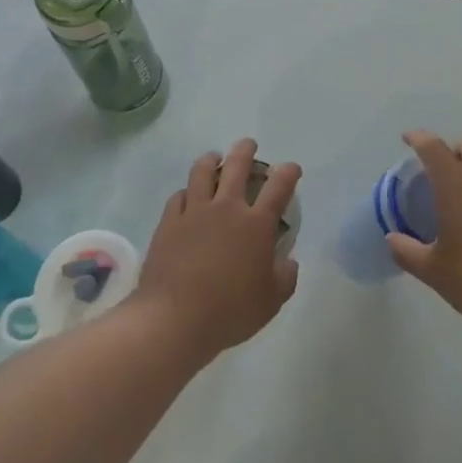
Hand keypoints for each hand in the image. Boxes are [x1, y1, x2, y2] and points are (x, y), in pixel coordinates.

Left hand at [135, 138, 300, 363]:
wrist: (176, 318)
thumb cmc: (230, 311)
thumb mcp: (271, 301)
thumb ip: (285, 277)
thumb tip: (288, 261)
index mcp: (256, 224)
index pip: (279, 186)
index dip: (288, 172)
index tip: (292, 168)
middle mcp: (227, 207)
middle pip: (237, 165)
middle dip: (246, 150)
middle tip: (249, 145)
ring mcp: (195, 211)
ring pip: (203, 171)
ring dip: (212, 159)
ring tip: (214, 158)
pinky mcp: (169, 221)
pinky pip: (179, 195)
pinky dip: (187, 192)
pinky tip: (187, 196)